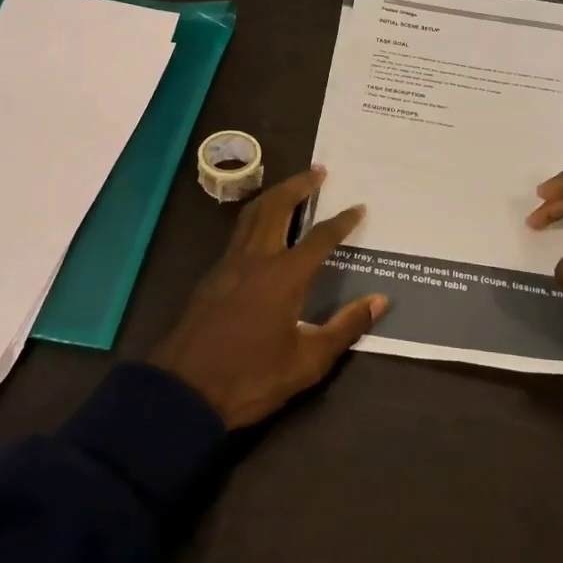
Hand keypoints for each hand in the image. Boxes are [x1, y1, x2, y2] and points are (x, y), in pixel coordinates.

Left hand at [151, 167, 388, 427]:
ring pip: (252, 215)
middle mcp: (256, 259)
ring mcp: (229, 265)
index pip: (319, 238)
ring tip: (292, 187)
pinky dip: (256, 217)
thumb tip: (379, 300)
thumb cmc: (251, 378)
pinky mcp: (212, 277)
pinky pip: (238, 233)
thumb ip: (345, 327)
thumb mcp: (307, 361)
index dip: (342, 221)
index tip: (358, 207)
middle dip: (299, 185)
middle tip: (318, 171)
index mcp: (284, 277)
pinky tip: (263, 228)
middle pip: (277, 207)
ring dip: (274, 195)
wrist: (183, 391)